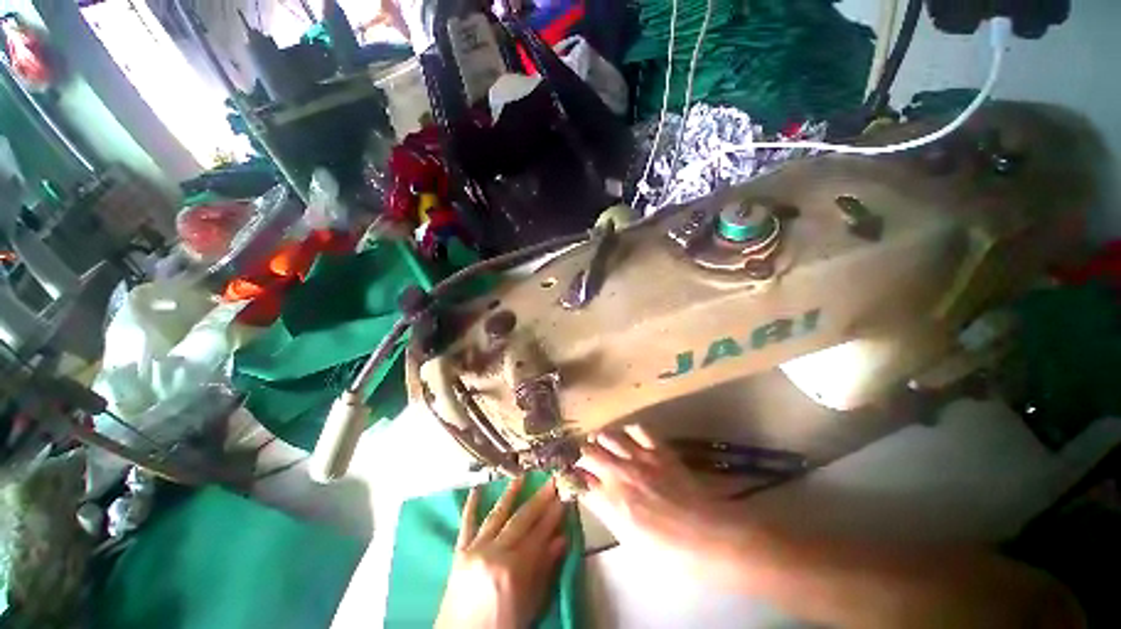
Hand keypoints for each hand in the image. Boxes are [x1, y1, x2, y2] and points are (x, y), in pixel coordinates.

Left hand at [435, 476, 567, 628]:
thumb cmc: (502, 627)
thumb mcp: (530, 606)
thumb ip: (544, 570)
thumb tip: (562, 539)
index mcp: (514, 569)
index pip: (539, 534)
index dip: (553, 515)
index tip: (564, 497)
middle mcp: (494, 553)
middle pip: (521, 520)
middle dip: (539, 499)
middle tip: (551, 481)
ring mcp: (474, 550)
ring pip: (496, 516)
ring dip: (510, 495)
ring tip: (521, 477)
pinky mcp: (459, 553)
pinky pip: (465, 526)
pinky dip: (470, 507)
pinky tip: (475, 490)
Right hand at [575, 426, 741, 573]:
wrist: (707, 535)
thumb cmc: (669, 551)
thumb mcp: (629, 540)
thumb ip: (608, 512)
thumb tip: (595, 496)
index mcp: (610, 502)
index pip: (578, 480)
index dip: (571, 475)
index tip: (570, 473)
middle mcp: (619, 474)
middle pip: (588, 452)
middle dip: (581, 452)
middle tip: (582, 454)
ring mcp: (639, 458)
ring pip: (609, 436)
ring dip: (601, 438)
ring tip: (600, 440)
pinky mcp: (658, 450)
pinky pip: (637, 429)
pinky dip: (628, 431)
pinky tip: (628, 436)